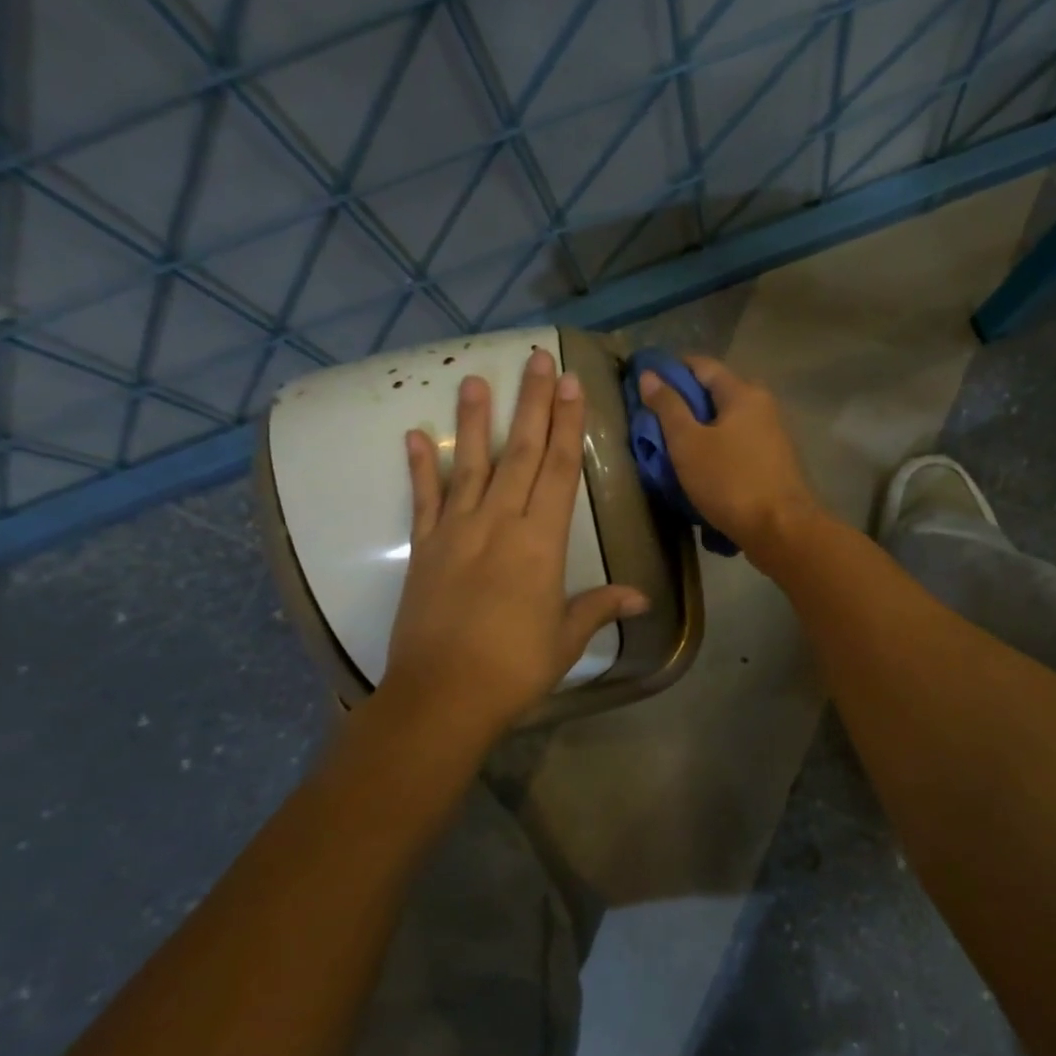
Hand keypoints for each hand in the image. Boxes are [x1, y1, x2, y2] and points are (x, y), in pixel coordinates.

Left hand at [385, 348, 647, 736]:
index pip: (559, 471)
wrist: (442, 696)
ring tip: (476, 380)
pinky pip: (424, 499)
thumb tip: (640, 596)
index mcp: (541, 543)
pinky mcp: (425, 547)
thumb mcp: (565, 638)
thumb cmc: (514, 668)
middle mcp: (500, 524)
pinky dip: (420, 467)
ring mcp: (457, 531)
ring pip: (471, 465)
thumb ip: (599, 608)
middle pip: (521, 454)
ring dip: (476, 421)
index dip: (567, 425)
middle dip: (533, 404)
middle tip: (537, 359)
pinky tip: (415, 435)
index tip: (570, 384)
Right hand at [636, 354, 825, 568]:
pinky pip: (736, 444)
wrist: (781, 530)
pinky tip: (698, 466)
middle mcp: (762, 406)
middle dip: (684, 402)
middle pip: (715, 393)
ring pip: (726, 421)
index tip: (644, 382)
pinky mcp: (772, 462)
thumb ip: (668, 407)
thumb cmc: (730, 481)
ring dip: (699, 429)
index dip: (671, 369)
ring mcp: (771, 435)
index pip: (702, 365)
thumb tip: (649, 374)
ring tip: (670, 445)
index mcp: (743, 393)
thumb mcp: (688, 443)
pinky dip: (715, 448)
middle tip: (652, 419)